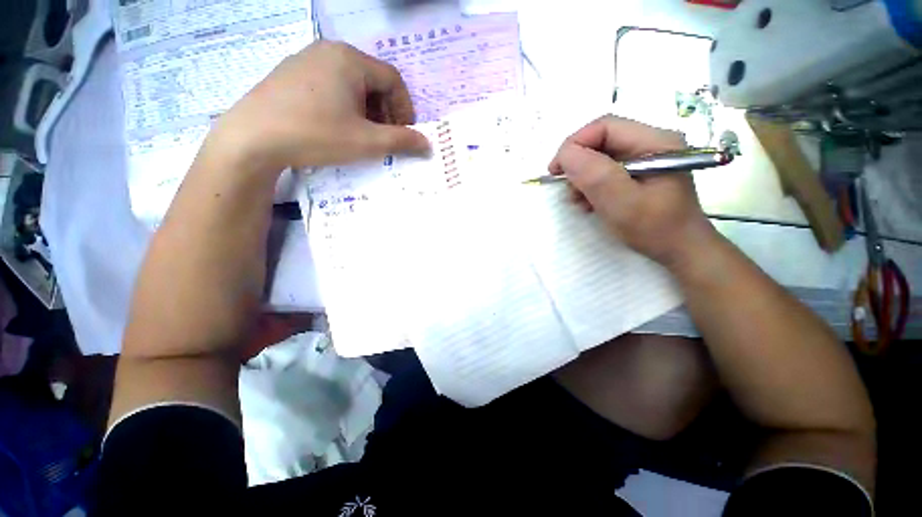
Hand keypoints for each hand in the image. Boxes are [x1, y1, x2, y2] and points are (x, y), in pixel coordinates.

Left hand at [204, 41, 429, 175]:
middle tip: (384, 137)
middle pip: (373, 79)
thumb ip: (402, 141)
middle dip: (386, 111)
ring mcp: (306, 60)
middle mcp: (329, 51)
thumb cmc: (316, 135)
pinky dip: (345, 105)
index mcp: (350, 60)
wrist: (252, 138)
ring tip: (362, 134)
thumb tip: (427, 144)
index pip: (393, 80)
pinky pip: (330, 85)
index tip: (404, 133)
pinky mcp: (291, 74)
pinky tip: (337, 126)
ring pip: (352, 83)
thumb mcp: (366, 142)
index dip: (405, 108)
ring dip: (367, 110)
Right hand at [549, 115, 717, 268]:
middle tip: (565, 187)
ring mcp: (646, 157)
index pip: (605, 127)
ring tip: (577, 199)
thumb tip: (566, 155)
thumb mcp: (622, 203)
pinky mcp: (639, 172)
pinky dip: (591, 184)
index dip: (575, 144)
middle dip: (578, 163)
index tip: (555, 171)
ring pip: (601, 156)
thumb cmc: (655, 229)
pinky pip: (606, 170)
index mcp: (655, 142)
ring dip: (583, 176)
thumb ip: (595, 176)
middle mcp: (651, 142)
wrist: (680, 250)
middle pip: (602, 140)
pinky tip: (588, 201)